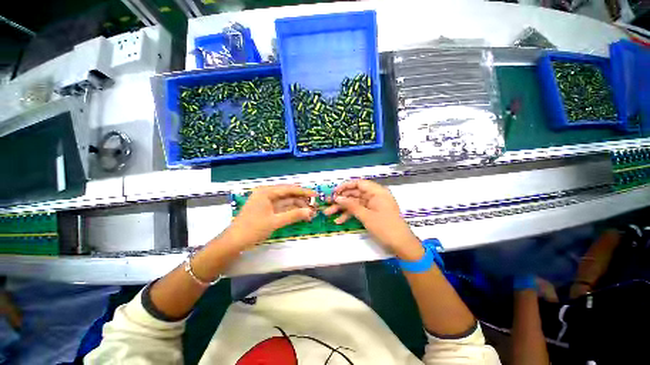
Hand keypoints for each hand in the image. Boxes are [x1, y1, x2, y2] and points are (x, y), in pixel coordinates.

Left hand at [222, 185, 316, 248]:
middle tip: (314, 206)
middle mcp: (267, 193)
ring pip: (286, 201)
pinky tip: (301, 215)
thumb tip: (310, 211)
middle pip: (288, 194)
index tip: (315, 195)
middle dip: (301, 200)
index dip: (303, 192)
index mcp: (266, 192)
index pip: (289, 189)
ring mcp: (267, 201)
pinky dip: (291, 211)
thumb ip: (293, 215)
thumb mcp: (275, 222)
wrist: (234, 242)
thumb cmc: (253, 229)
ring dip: (298, 207)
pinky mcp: (267, 209)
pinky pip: (282, 207)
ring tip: (310, 213)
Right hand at [324, 179, 423, 259]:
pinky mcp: (372, 213)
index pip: (359, 183)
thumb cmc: (385, 227)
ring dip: (342, 208)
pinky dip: (350, 215)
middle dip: (341, 199)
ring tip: (328, 213)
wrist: (402, 245)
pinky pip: (359, 211)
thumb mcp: (366, 216)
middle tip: (328, 203)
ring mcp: (373, 205)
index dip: (345, 186)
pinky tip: (339, 221)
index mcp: (377, 192)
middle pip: (355, 194)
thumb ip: (351, 205)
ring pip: (355, 203)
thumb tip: (337, 198)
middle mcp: (375, 196)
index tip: (334, 192)